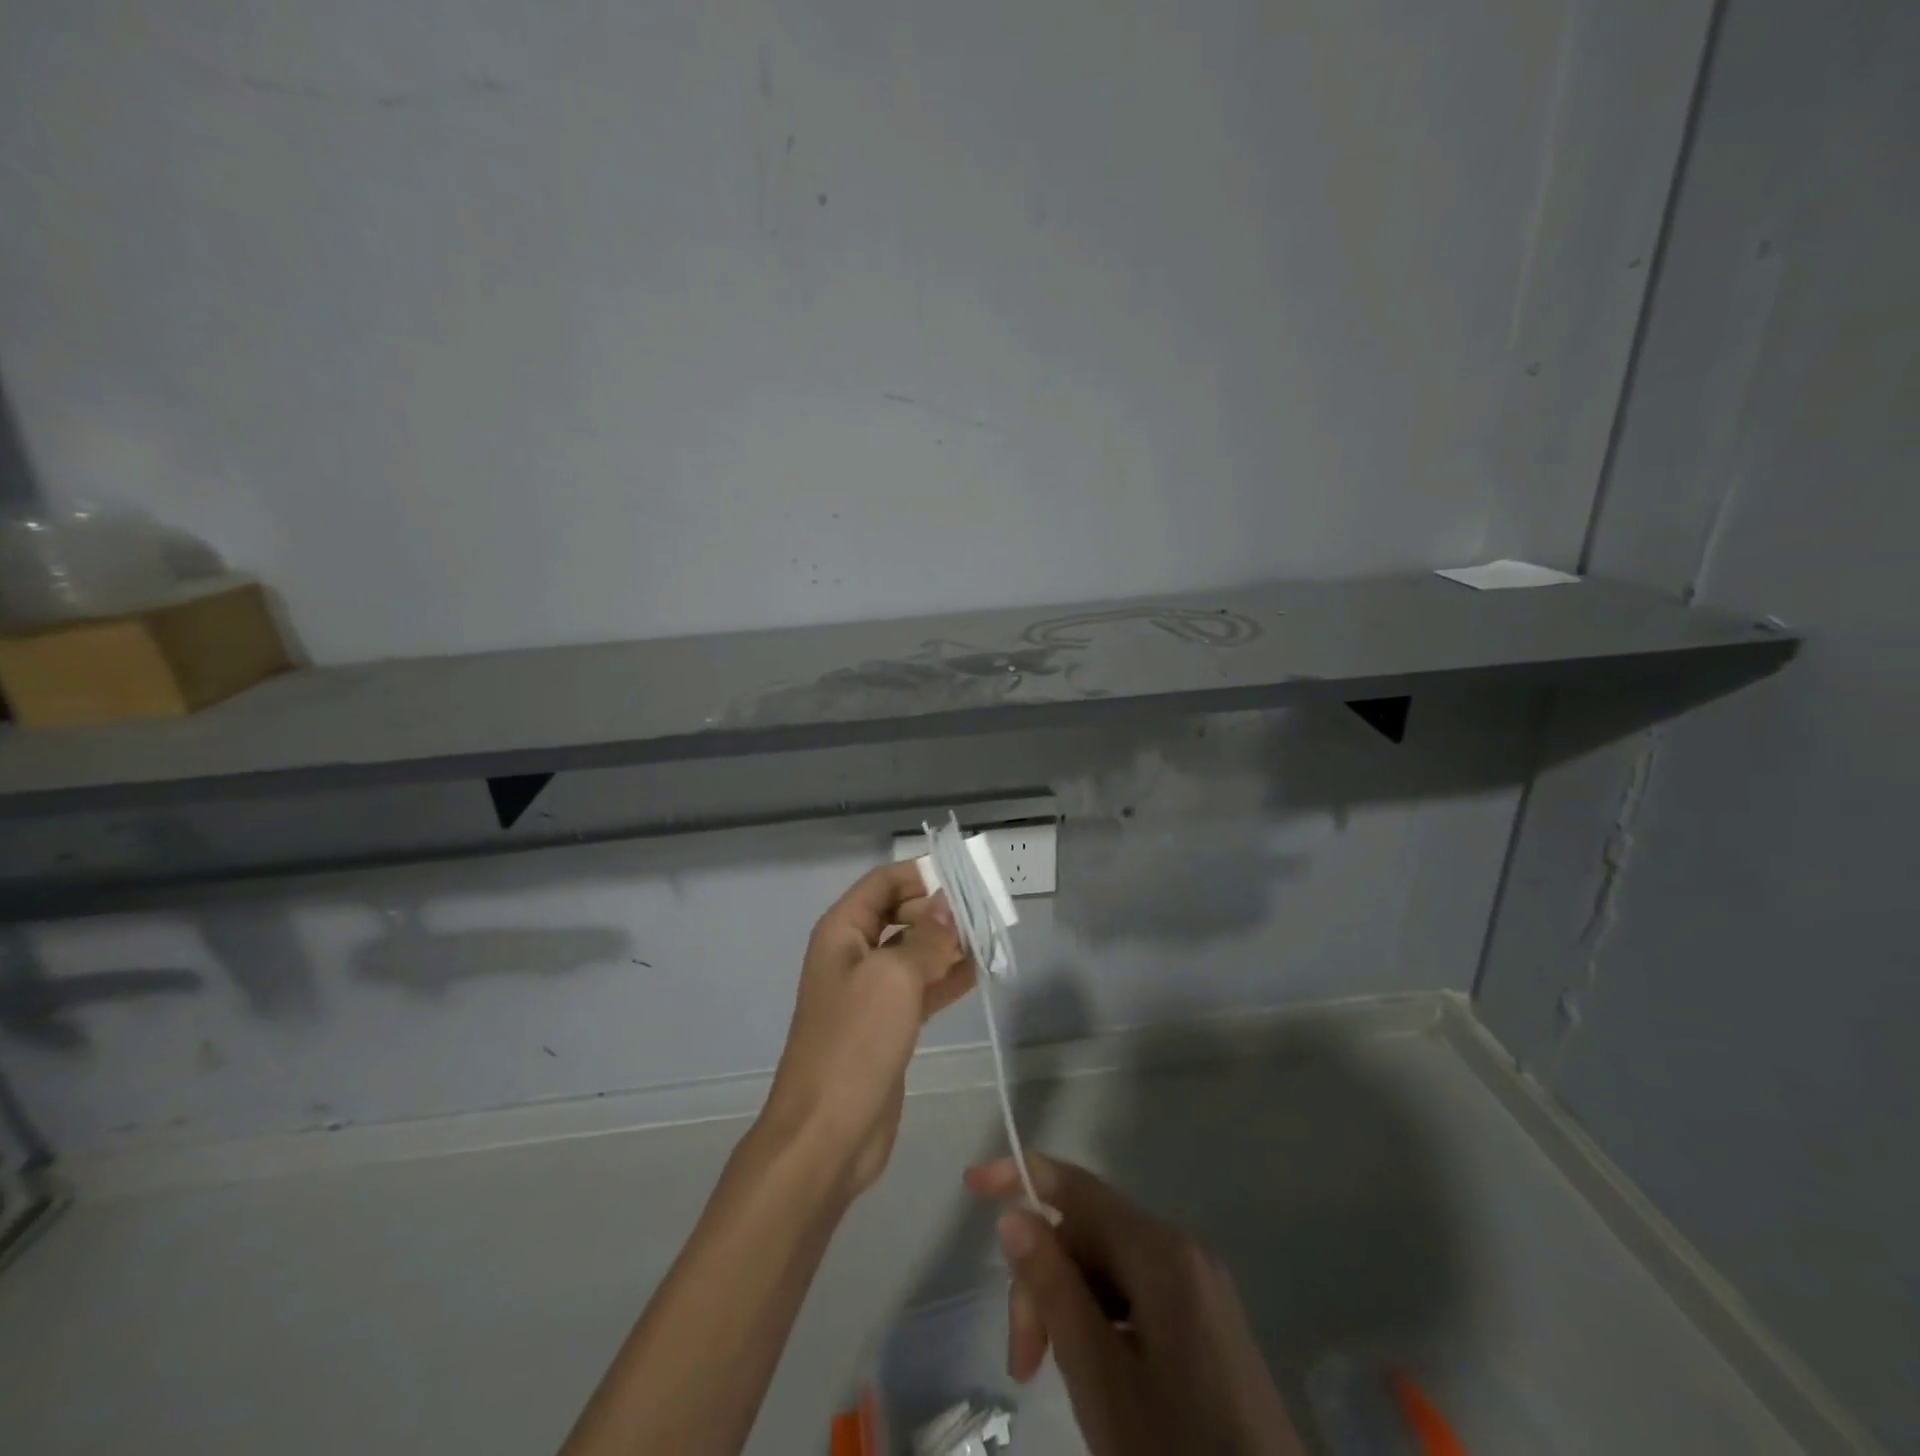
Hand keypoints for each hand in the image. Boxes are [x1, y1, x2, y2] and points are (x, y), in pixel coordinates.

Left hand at [762, 862, 974, 1194]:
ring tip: (990, 939)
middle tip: (985, 915)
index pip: (884, 882)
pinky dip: (947, 978)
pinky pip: (921, 987)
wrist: (827, 1133)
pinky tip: (978, 973)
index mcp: (843, 931)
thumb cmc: (855, 1042)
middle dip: (940, 910)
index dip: (921, 874)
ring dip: (949, 944)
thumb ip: (926, 937)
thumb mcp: (894, 977)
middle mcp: (854, 953)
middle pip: (901, 914)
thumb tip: (949, 903)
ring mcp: (871, 991)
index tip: (965, 878)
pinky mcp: (888, 1024)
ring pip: (915, 951)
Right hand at [967, 1154, 1304, 1455]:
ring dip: (1069, 1306)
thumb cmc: (1176, 1454)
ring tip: (1052, 1375)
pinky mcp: (1205, 1323)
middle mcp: (1182, 1251)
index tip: (971, 1185)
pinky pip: (1135, 1295)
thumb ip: (1054, 1288)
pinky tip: (1095, 1373)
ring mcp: (1198, 1287)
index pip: (1077, 1188)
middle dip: (1046, 1280)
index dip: (1021, 1176)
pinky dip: (1100, 1320)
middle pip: (1090, 1235)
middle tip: (1023, 1362)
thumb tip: (1014, 1216)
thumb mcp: (1099, 1377)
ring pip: (1109, 1268)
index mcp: (1160, 1251)